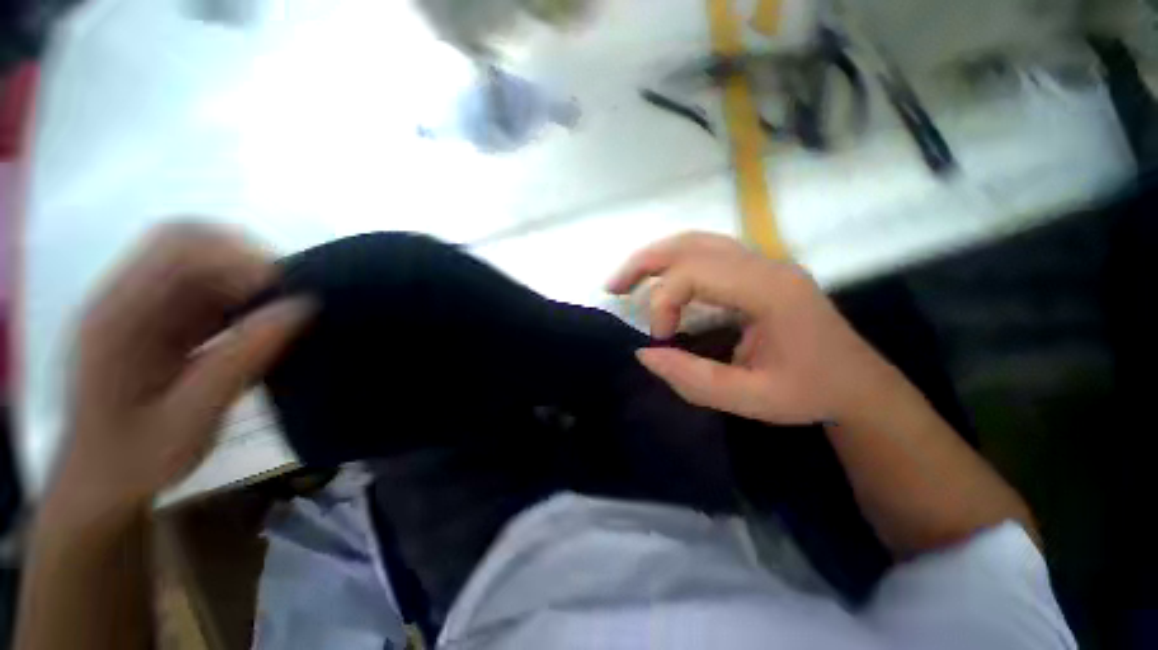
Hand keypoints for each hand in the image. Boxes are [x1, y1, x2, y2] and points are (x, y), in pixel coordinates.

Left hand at [52, 224, 312, 514]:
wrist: (99, 484)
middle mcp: (123, 298)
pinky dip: (239, 299)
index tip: (285, 293)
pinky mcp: (154, 320)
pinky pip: (203, 290)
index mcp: (117, 317)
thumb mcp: (191, 418)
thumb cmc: (137, 460)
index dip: (238, 257)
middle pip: (189, 243)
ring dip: (246, 281)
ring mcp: (137, 307)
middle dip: (246, 261)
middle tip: (286, 300)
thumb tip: (301, 308)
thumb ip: (242, 360)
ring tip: (279, 315)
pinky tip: (256, 327)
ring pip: (200, 263)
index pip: (177, 246)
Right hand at [607, 232, 895, 424]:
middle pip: (691, 244)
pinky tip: (659, 280)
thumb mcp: (751, 399)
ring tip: (626, 279)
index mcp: (770, 290)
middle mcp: (765, 265)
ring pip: (696, 241)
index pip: (695, 273)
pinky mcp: (757, 271)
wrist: (856, 384)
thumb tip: (644, 353)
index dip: (664, 302)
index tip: (661, 339)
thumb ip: (693, 379)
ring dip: (656, 257)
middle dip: (644, 263)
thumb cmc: (809, 393)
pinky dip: (674, 262)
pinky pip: (706, 252)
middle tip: (613, 287)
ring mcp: (763, 263)